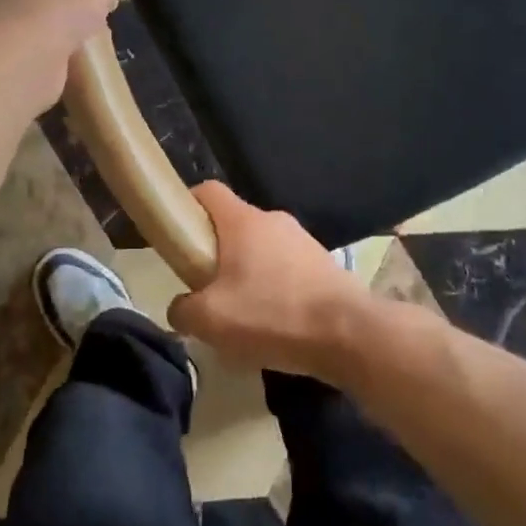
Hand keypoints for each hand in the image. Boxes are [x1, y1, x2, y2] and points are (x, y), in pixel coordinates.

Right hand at [167, 182, 374, 381]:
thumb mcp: (210, 320)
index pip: (208, 191)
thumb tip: (181, 307)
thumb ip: (183, 310)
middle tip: (206, 288)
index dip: (187, 206)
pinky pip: (287, 269)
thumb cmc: (272, 315)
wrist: (349, 334)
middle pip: (233, 225)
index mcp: (243, 221)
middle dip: (216, 252)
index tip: (177, 235)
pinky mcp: (324, 265)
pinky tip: (274, 323)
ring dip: (247, 273)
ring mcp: (303, 241)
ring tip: (242, 314)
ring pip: (261, 249)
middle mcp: (274, 220)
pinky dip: (275, 288)